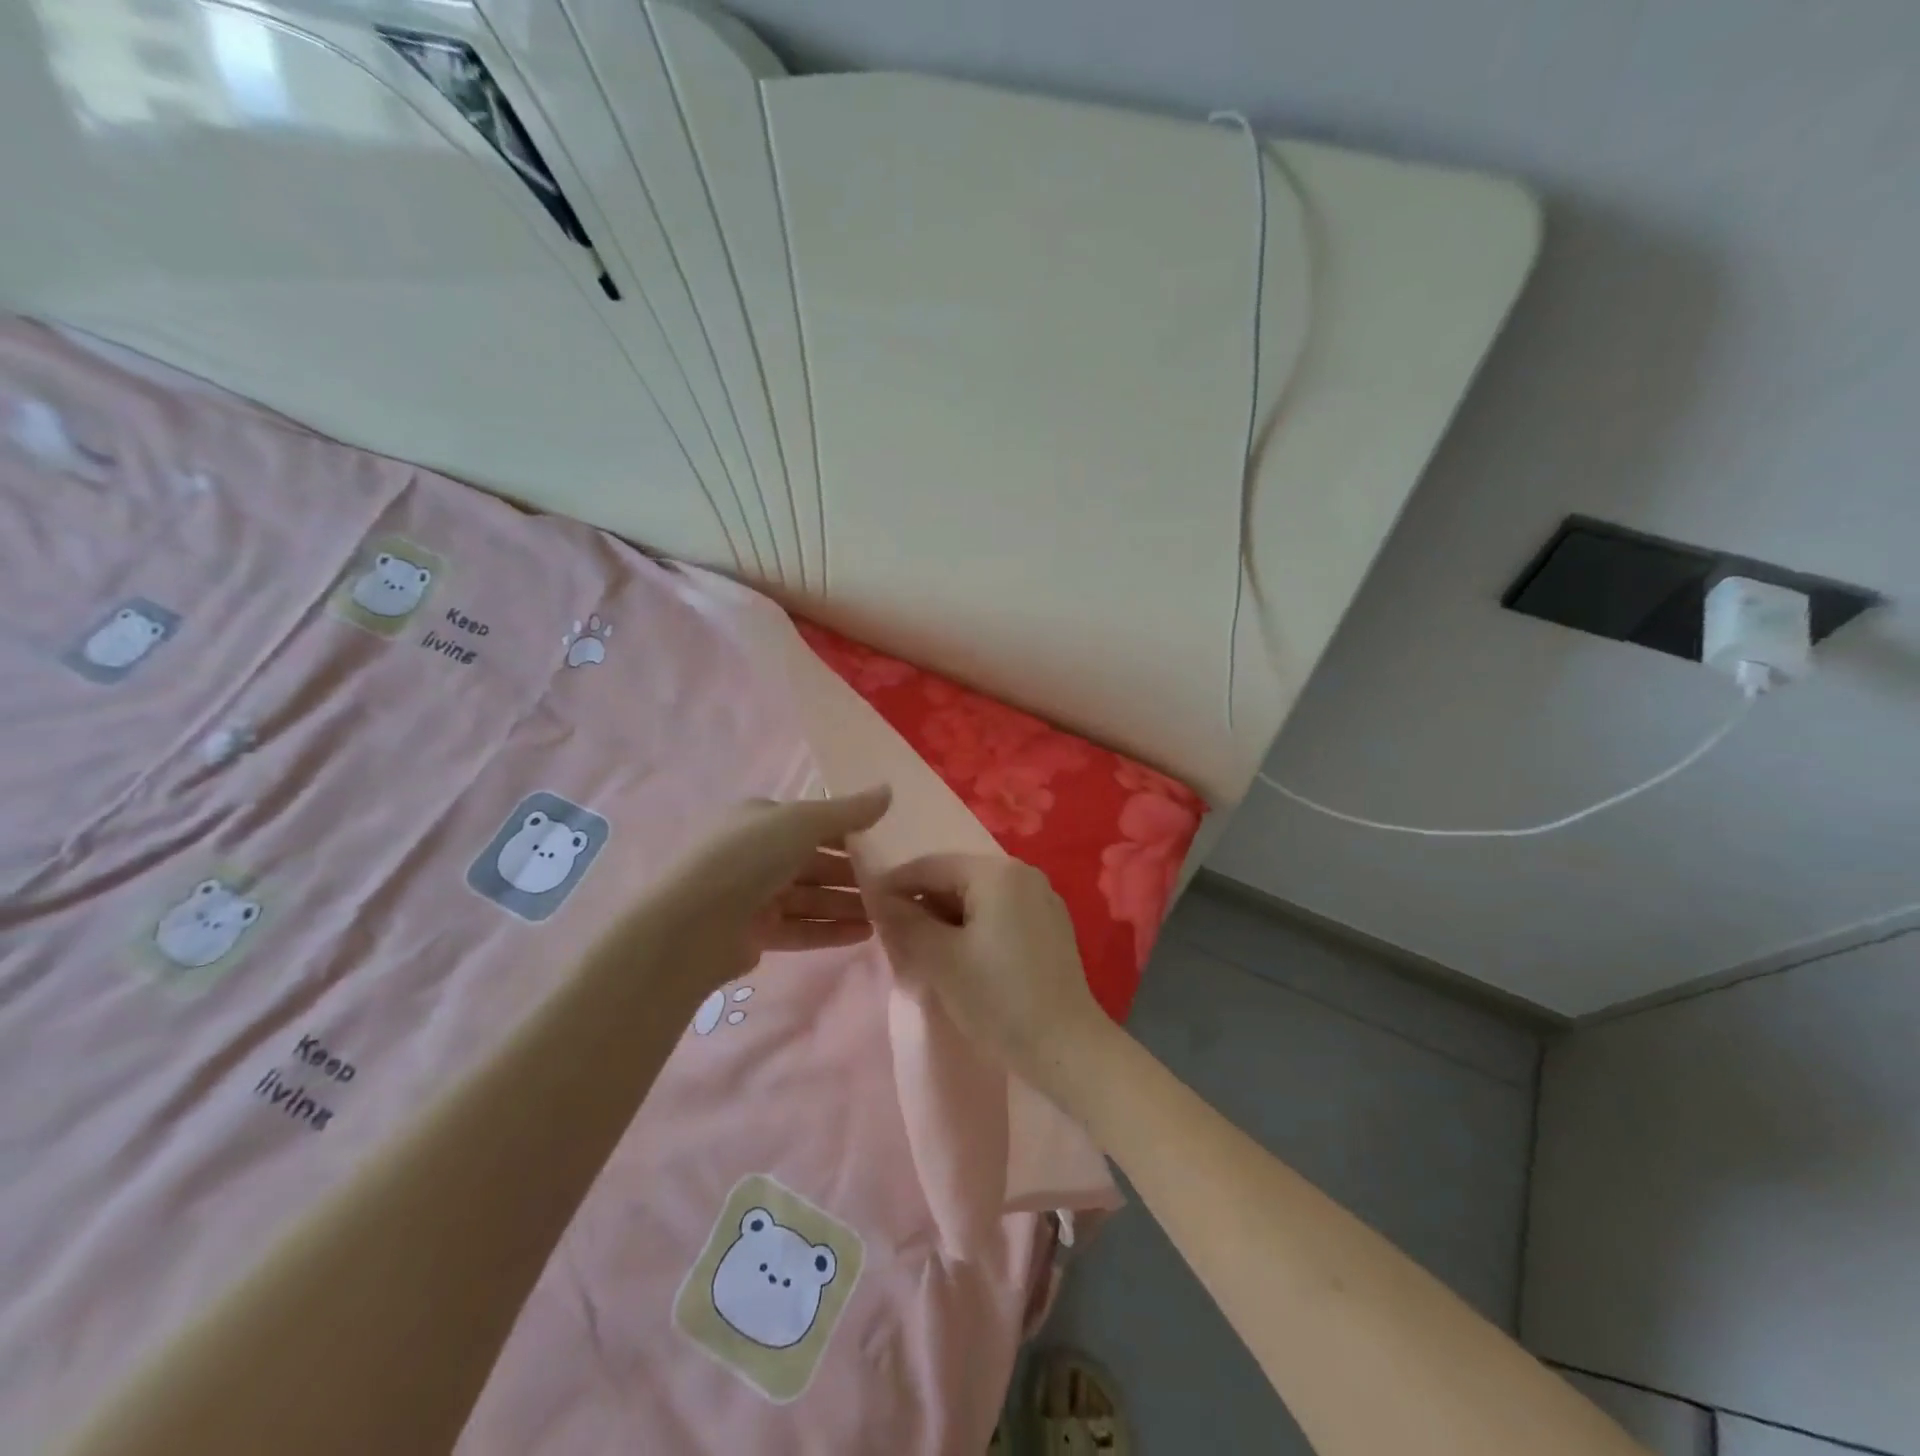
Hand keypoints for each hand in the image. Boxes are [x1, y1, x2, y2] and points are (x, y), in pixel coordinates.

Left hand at [655, 786, 892, 996]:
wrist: (692, 926)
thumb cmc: (748, 858)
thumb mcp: (803, 822)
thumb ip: (849, 810)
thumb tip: (889, 789)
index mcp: (761, 819)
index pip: (814, 822)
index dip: (850, 832)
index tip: (887, 845)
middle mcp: (756, 854)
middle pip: (815, 862)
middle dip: (853, 873)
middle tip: (893, 884)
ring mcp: (754, 895)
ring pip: (811, 897)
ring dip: (847, 903)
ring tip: (887, 913)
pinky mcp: (755, 933)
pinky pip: (801, 927)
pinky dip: (831, 929)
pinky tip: (865, 933)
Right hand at [869, 854, 1107, 1087]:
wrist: (1067, 1049)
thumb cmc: (999, 999)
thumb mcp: (940, 959)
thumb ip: (905, 922)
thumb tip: (879, 899)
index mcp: (998, 872)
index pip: (932, 866)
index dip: (896, 885)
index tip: (867, 908)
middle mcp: (1024, 874)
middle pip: (957, 878)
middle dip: (923, 904)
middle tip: (894, 935)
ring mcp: (1042, 900)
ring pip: (978, 898)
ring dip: (947, 918)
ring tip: (923, 950)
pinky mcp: (1051, 928)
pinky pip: (1000, 914)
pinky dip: (974, 928)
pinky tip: (961, 957)